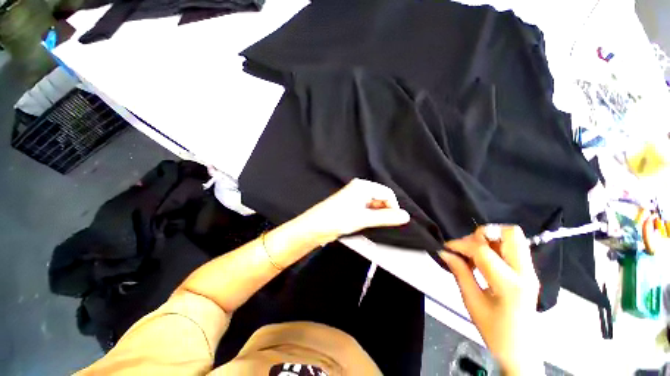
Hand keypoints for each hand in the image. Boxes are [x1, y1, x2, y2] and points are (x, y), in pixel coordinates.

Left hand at [298, 178, 410, 244]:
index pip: (387, 193)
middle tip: (382, 225)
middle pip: (381, 197)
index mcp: (363, 186)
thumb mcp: (364, 219)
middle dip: (385, 210)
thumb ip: (386, 217)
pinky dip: (370, 215)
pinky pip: (366, 207)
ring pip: (374, 203)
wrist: (314, 226)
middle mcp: (359, 188)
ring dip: (377, 214)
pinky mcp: (350, 204)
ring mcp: (354, 196)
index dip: (393, 207)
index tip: (393, 222)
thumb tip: (406, 216)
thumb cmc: (338, 219)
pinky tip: (366, 223)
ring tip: (372, 225)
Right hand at [439, 225, 542, 374]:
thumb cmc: (495, 331)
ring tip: (474, 254)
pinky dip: (495, 246)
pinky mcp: (529, 272)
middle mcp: (525, 273)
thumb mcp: (472, 302)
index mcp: (510, 285)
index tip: (447, 247)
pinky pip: (513, 247)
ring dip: (489, 239)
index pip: (483, 250)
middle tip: (467, 247)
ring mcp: (530, 271)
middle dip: (483, 234)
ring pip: (514, 237)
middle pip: (510, 233)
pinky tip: (483, 260)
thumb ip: (460, 272)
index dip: (461, 244)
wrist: (521, 350)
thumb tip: (445, 252)